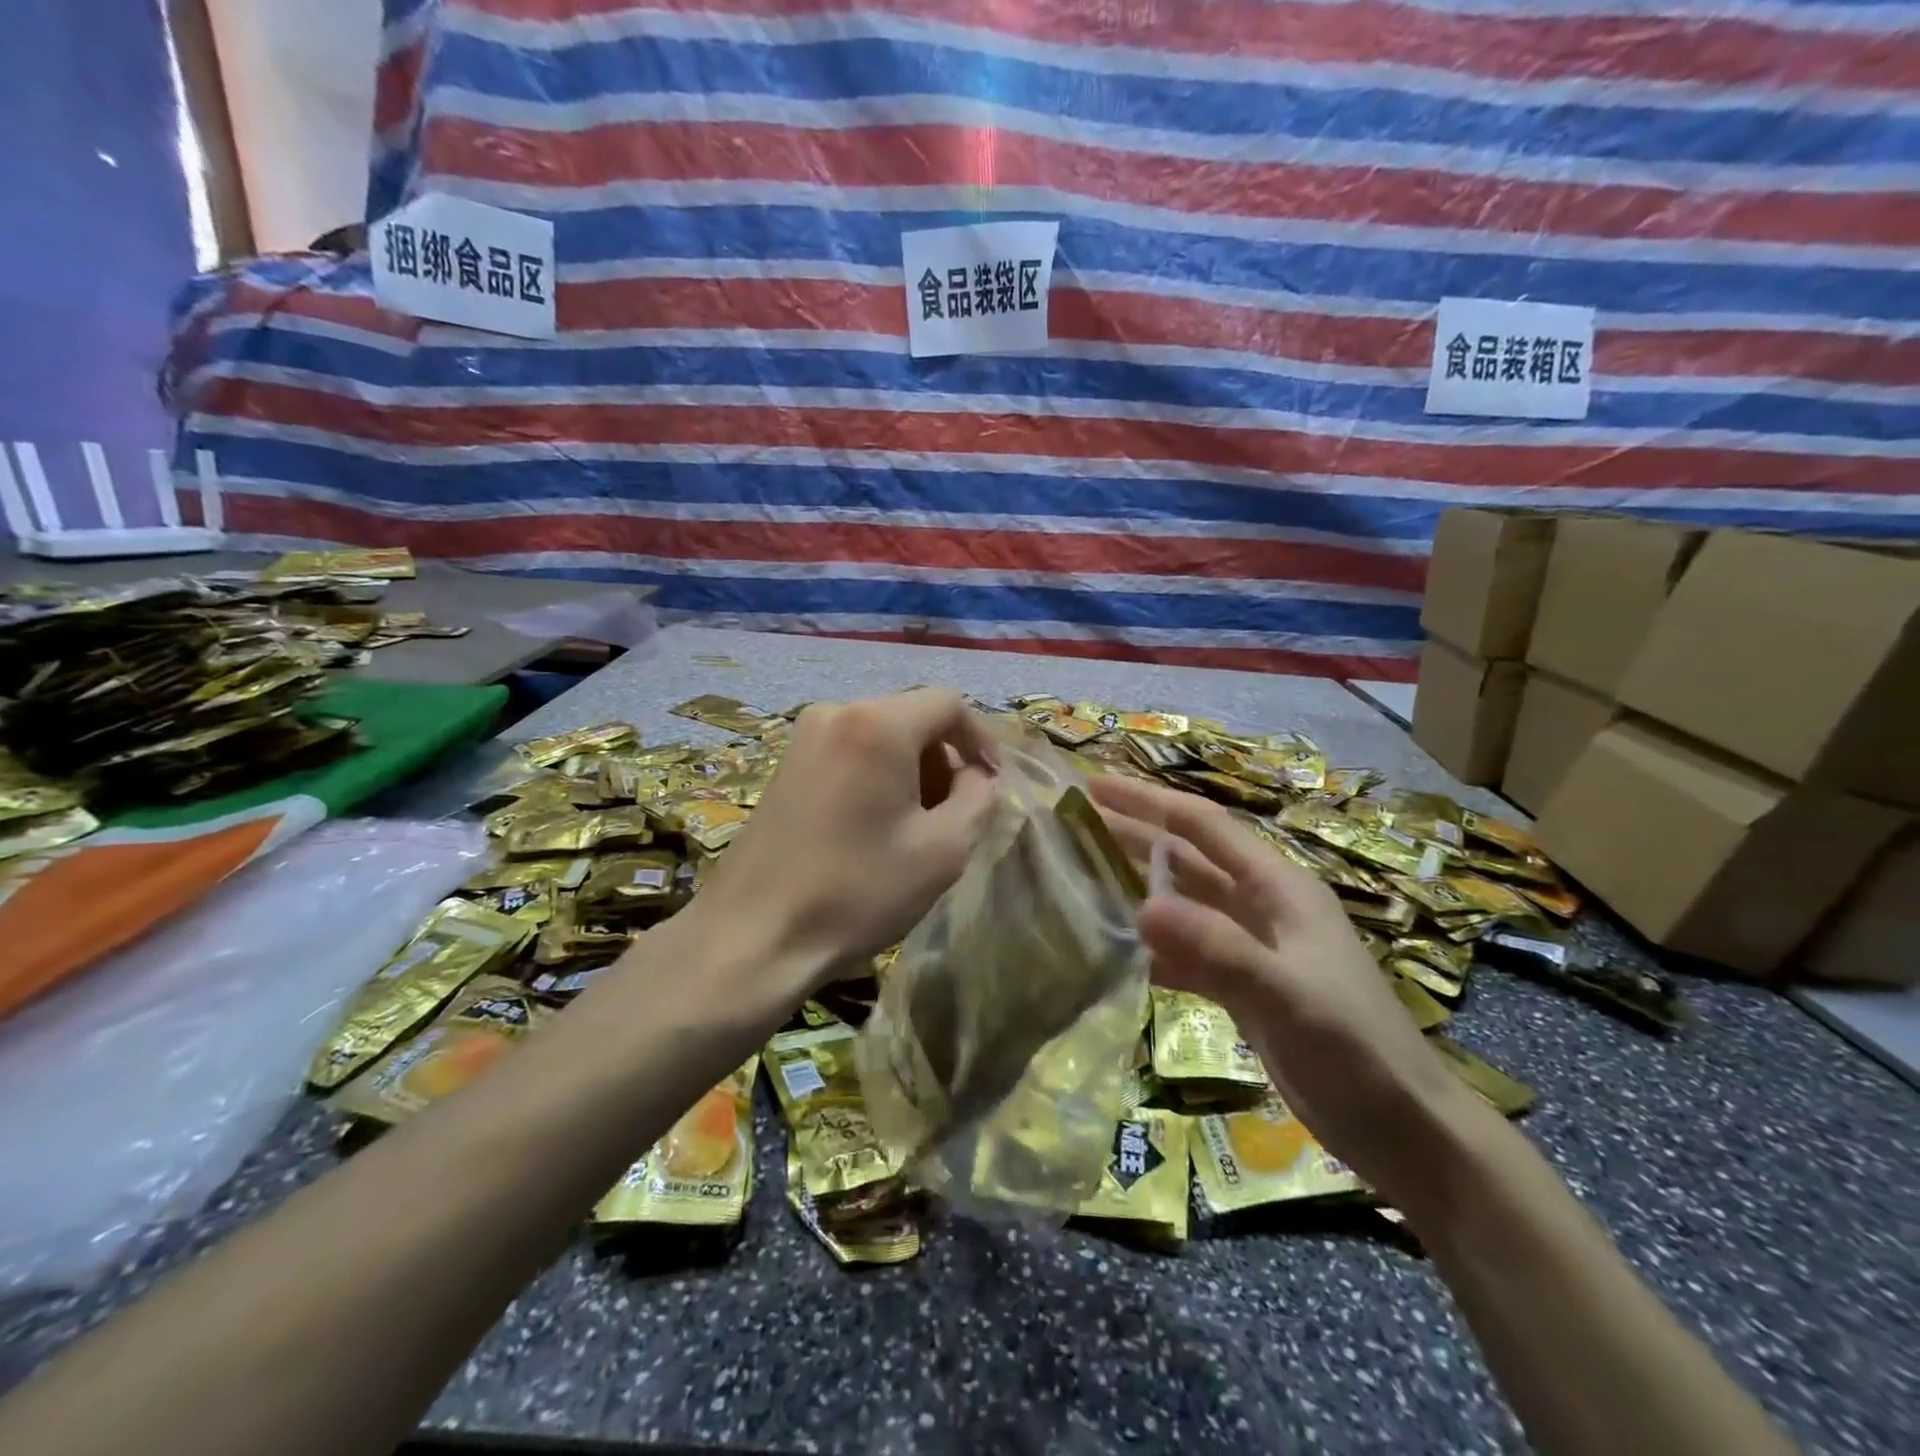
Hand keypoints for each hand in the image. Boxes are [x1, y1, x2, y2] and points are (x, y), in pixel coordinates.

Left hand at [690, 689, 998, 988]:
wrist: (754, 936)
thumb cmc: (858, 891)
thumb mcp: (943, 849)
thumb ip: (979, 798)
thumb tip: (976, 776)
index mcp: (878, 723)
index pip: (949, 704)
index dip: (981, 740)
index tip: (991, 785)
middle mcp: (837, 712)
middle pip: (913, 717)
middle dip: (944, 759)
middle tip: (953, 813)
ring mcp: (804, 737)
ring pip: (881, 735)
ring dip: (911, 770)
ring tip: (915, 826)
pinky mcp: (786, 765)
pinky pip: (850, 752)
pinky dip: (876, 776)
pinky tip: (873, 826)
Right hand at [1089, 775, 1479, 1197]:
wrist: (1402, 1128)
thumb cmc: (1353, 1049)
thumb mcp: (1286, 994)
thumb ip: (1216, 948)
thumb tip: (1141, 905)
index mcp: (1277, 887)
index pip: (1201, 826)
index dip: (1147, 802)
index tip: (1094, 787)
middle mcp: (1261, 906)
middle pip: (1185, 859)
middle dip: (1133, 837)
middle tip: (1072, 826)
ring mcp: (1251, 947)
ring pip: (1182, 904)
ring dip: (1136, 889)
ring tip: (1080, 879)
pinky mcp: (1243, 986)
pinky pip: (1186, 952)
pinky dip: (1153, 947)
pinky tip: (1115, 951)